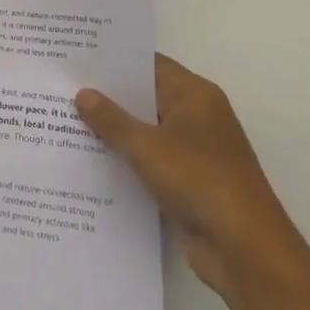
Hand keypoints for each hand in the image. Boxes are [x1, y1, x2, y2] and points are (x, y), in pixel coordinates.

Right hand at [77, 55, 304, 297]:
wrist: (246, 252)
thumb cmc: (200, 182)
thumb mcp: (147, 147)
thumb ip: (112, 120)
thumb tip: (83, 93)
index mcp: (195, 95)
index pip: (149, 65)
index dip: (114, 61)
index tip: (77, 57)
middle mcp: (197, 116)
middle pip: (146, 96)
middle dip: (108, 95)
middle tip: (63, 87)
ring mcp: (194, 151)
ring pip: (146, 130)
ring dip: (115, 130)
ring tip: (66, 119)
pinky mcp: (188, 182)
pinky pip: (150, 160)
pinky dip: (126, 158)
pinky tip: (90, 158)